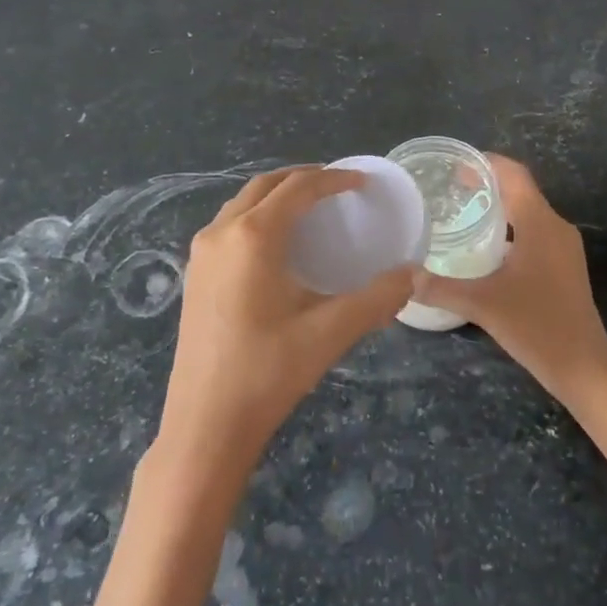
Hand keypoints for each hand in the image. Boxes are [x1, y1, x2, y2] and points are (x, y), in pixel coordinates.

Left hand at [155, 166, 413, 486]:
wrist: (204, 427)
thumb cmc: (267, 373)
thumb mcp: (329, 333)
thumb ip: (376, 299)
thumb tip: (412, 275)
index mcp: (253, 236)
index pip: (298, 187)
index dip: (333, 179)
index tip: (362, 182)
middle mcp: (221, 232)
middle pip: (265, 185)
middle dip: (302, 178)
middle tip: (337, 187)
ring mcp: (201, 254)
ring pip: (242, 203)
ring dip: (276, 195)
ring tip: (309, 208)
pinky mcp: (194, 276)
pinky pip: (228, 225)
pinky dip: (256, 216)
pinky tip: (276, 245)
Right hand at [409, 154, 606, 401]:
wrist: (583, 367)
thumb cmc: (536, 326)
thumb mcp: (481, 304)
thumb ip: (439, 287)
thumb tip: (404, 276)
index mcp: (539, 222)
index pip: (513, 173)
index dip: (485, 162)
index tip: (454, 165)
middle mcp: (555, 226)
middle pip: (520, 189)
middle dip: (487, 183)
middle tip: (450, 188)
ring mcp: (564, 246)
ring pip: (528, 211)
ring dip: (499, 206)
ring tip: (463, 212)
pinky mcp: (565, 265)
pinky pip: (535, 230)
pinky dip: (510, 227)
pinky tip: (487, 246)